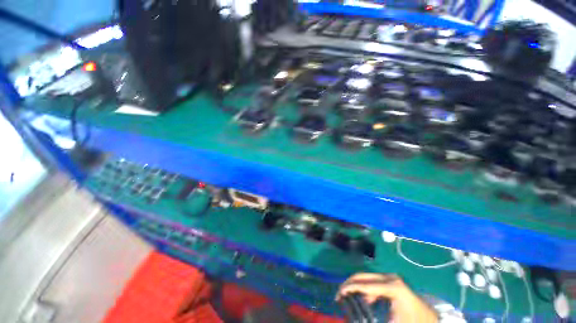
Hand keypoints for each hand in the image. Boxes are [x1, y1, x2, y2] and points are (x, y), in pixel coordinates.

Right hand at [336, 273, 437, 322]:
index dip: (349, 288)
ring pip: (367, 279)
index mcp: (391, 286)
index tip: (338, 295)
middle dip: (349, 284)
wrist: (432, 321)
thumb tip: (355, 320)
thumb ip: (371, 319)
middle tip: (339, 294)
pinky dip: (365, 289)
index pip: (364, 285)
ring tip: (347, 297)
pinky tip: (363, 300)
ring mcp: (391, 279)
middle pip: (363, 276)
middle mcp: (389, 278)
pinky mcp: (391, 282)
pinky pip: (373, 283)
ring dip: (356, 286)